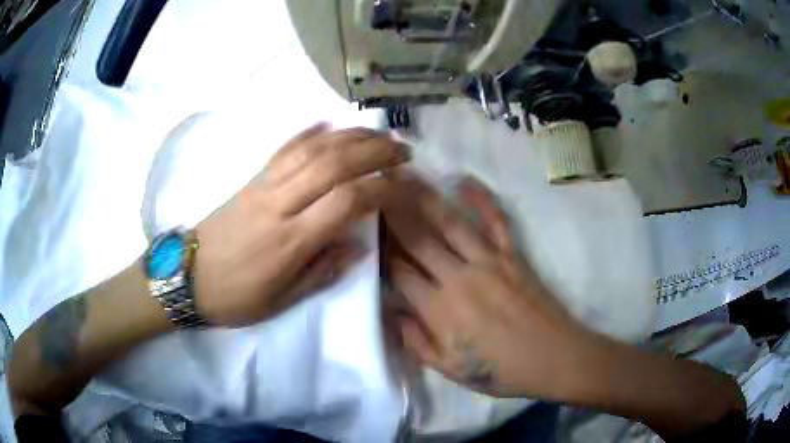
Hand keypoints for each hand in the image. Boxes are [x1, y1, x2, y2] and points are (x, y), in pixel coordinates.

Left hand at [194, 124, 409, 326]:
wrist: (187, 276)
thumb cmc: (234, 296)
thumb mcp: (281, 301)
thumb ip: (322, 272)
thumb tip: (358, 247)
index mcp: (289, 240)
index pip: (346, 201)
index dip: (380, 188)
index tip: (403, 185)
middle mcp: (279, 204)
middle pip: (333, 164)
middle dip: (373, 151)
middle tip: (402, 149)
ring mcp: (263, 185)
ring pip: (311, 149)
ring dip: (349, 136)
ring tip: (377, 133)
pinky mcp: (251, 179)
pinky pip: (283, 149)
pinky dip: (308, 133)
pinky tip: (327, 124)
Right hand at [384, 174, 592, 398]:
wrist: (553, 357)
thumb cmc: (500, 370)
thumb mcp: (450, 369)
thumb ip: (415, 341)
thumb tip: (390, 312)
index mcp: (439, 309)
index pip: (398, 271)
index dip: (380, 250)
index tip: (366, 230)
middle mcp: (458, 277)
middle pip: (417, 238)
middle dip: (391, 210)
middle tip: (375, 186)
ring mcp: (488, 261)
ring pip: (449, 222)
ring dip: (423, 196)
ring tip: (403, 175)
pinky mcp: (512, 254)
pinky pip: (495, 220)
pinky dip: (481, 198)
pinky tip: (462, 179)